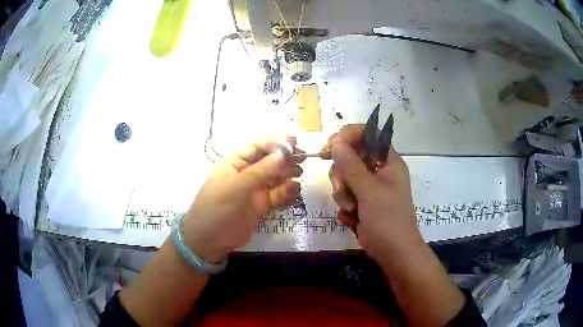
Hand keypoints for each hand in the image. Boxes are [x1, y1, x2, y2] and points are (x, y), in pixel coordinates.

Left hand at [182, 136, 302, 262]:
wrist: (209, 241)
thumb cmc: (218, 209)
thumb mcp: (237, 188)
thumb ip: (261, 171)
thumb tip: (283, 153)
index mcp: (234, 163)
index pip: (255, 146)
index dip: (274, 142)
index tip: (294, 141)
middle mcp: (245, 173)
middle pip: (268, 160)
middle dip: (285, 158)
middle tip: (304, 158)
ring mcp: (253, 190)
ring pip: (274, 177)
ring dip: (288, 173)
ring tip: (300, 173)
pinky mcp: (261, 205)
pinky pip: (277, 194)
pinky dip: (286, 191)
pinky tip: (294, 191)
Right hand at [323, 125, 422, 262]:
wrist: (394, 252)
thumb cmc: (388, 220)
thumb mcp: (369, 191)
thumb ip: (352, 166)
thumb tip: (336, 143)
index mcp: (388, 161)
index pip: (368, 134)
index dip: (348, 136)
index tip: (330, 148)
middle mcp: (379, 169)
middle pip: (350, 155)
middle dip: (342, 173)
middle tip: (343, 190)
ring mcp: (370, 186)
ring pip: (344, 175)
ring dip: (342, 192)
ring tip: (351, 209)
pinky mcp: (362, 200)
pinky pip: (345, 192)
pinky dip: (344, 204)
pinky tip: (351, 217)